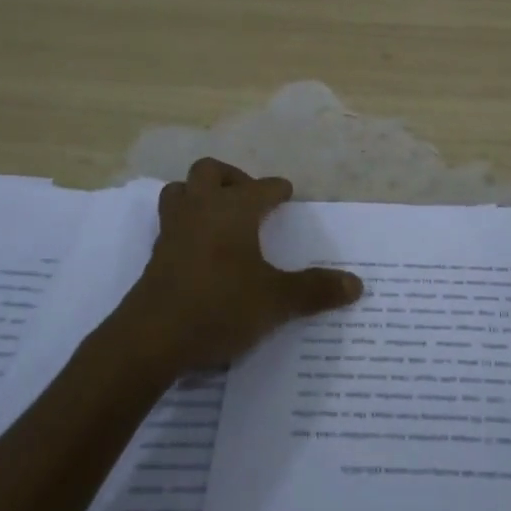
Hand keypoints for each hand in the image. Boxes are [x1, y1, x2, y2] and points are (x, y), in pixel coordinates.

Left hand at [104, 158, 363, 376]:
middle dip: (232, 178)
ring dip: (199, 194)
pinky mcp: (156, 254)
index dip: (276, 189)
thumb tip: (357, 284)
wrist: (152, 338)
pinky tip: (202, 250)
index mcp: (233, 210)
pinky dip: (187, 224)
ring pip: (181, 191)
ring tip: (220, 217)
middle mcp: (201, 209)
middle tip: (249, 199)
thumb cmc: (220, 306)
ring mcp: (173, 230)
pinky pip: (171, 222)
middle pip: (209, 172)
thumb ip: (315, 290)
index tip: (286, 194)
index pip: (261, 187)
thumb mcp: (276, 301)